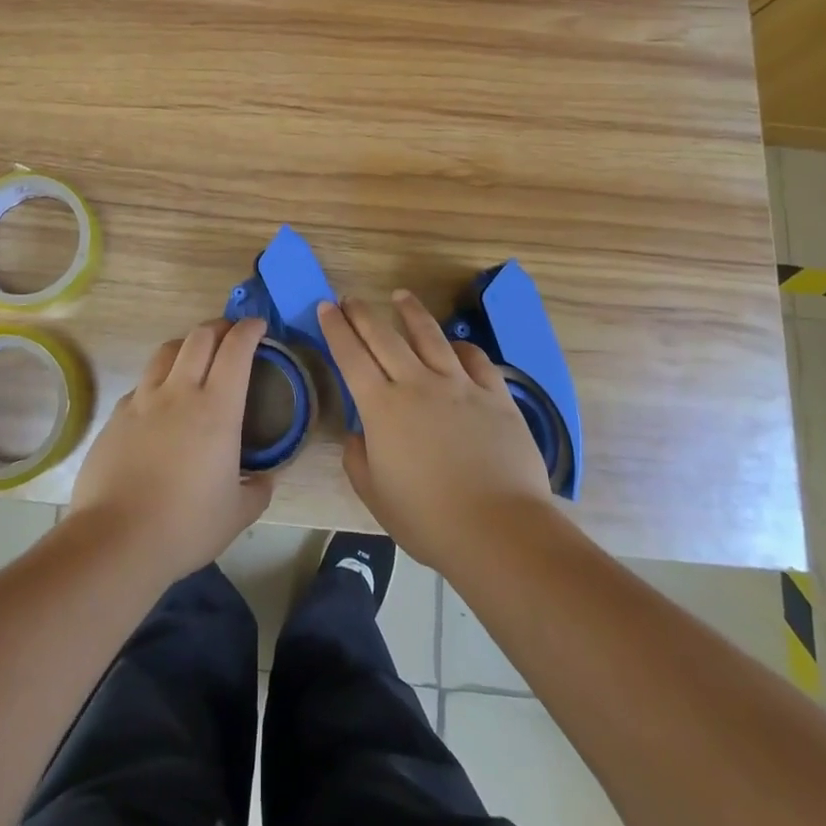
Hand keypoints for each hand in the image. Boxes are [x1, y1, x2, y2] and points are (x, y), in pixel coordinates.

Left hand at [68, 317, 273, 585]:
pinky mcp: (116, 416)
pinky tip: (160, 402)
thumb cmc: (185, 525)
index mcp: (216, 408)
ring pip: (165, 351)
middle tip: (230, 334)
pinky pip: (142, 385)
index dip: (249, 330)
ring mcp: (142, 401)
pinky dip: (158, 381)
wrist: (116, 540)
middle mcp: (179, 392)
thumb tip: (265, 478)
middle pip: (199, 337)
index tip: (258, 325)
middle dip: (219, 327)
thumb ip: (258, 490)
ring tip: (194, 355)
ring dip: (186, 344)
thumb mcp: (237, 514)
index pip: (236, 350)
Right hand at [319, 291, 553, 568]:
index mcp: (382, 407)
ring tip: (400, 295)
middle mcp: (417, 384)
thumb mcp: (375, 496)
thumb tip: (359, 435)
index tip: (326, 307)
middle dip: (362, 313)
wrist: (499, 530)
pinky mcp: (495, 395)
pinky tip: (455, 344)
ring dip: (411, 312)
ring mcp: (460, 385)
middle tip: (350, 298)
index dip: (336, 328)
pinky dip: (461, 346)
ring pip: (430, 336)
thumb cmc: (428, 520)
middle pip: (384, 336)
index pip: (351, 356)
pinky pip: (475, 359)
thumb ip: (358, 459)